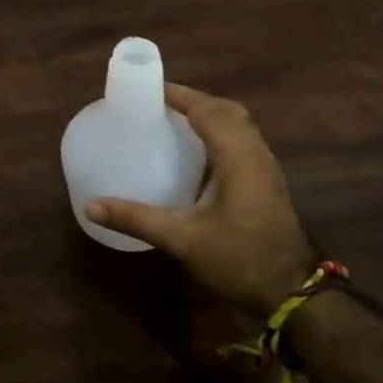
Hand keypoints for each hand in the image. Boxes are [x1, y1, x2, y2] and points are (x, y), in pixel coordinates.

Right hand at [86, 85, 310, 316]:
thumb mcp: (182, 239)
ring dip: (209, 114)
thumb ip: (136, 218)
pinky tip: (198, 152)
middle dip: (193, 100)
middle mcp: (255, 152)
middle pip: (226, 110)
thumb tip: (91, 206)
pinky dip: (220, 132)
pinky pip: (243, 140)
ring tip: (174, 121)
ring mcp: (265, 167)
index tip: (148, 90)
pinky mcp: (267, 181)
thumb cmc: (238, 259)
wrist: (292, 292)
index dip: (179, 95)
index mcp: (237, 156)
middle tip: (159, 105)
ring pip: (239, 124)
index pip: (207, 109)